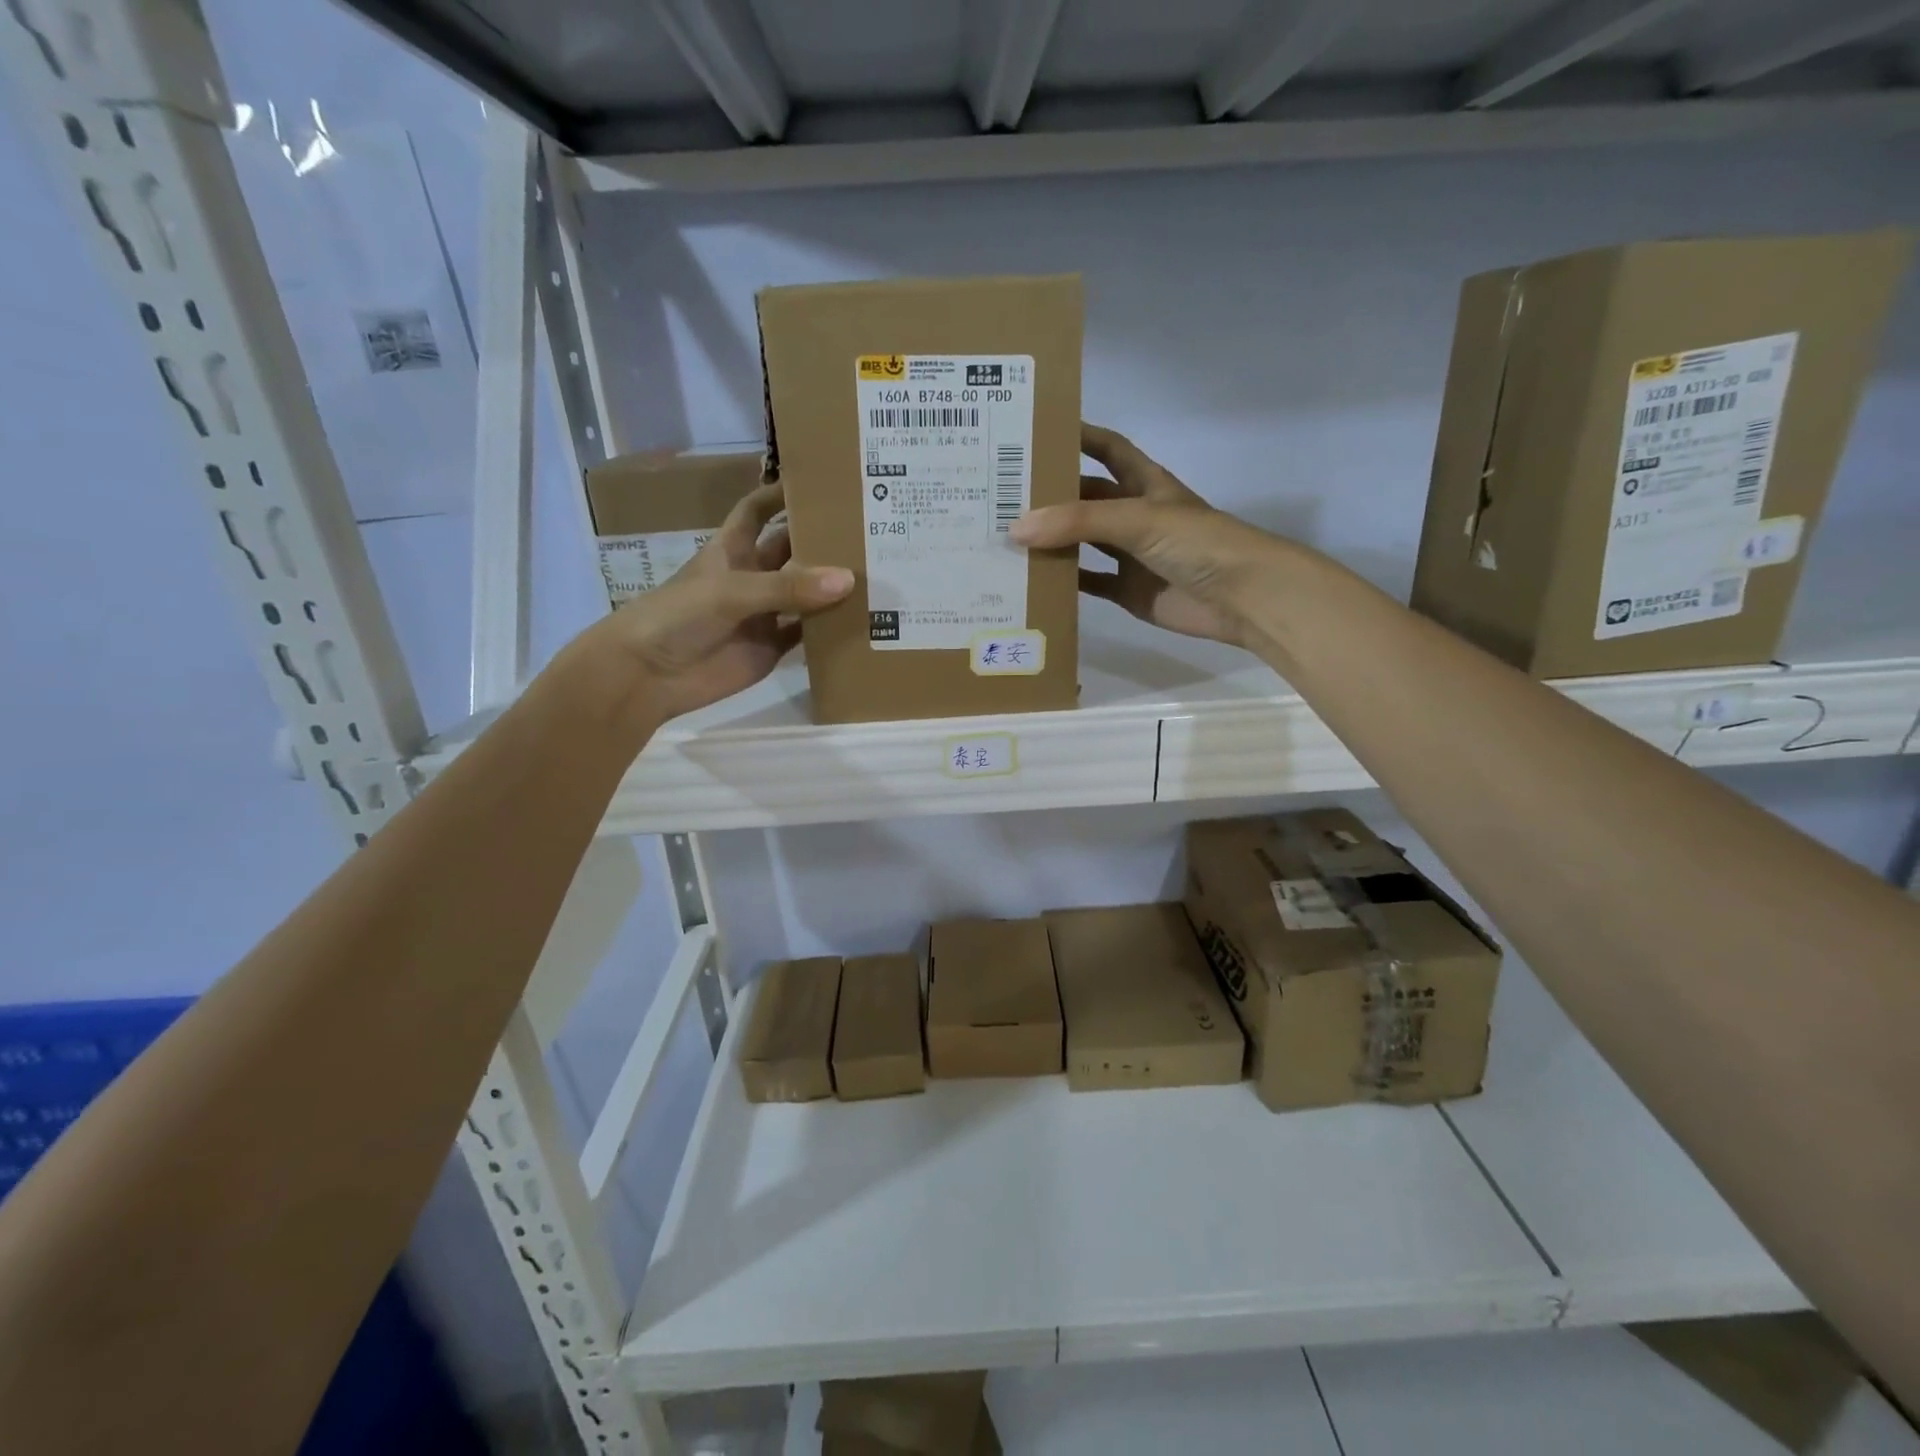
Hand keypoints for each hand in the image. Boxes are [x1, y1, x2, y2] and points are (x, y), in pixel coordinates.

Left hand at [585, 479, 851, 724]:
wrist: (649, 675)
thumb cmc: (678, 616)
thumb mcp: (731, 592)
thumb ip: (787, 588)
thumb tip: (847, 579)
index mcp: (731, 550)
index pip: (757, 511)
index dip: (781, 495)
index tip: (819, 482)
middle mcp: (751, 577)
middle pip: (790, 552)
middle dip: (821, 542)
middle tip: (867, 531)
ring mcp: (763, 615)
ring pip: (804, 594)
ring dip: (831, 587)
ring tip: (876, 572)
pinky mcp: (771, 648)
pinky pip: (806, 634)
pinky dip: (829, 629)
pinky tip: (861, 620)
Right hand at [1010, 423, 1284, 649]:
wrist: (1242, 597)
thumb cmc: (1197, 542)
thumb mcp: (1137, 519)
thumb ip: (1077, 522)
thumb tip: (1016, 527)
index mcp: (1145, 484)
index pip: (1108, 448)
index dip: (1078, 436)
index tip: (1037, 430)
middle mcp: (1135, 515)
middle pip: (1086, 498)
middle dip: (1051, 495)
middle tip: (1002, 493)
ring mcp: (1132, 555)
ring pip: (1082, 543)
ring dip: (1051, 540)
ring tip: (1005, 536)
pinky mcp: (1128, 591)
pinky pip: (1089, 583)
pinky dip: (1064, 582)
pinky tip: (1031, 578)